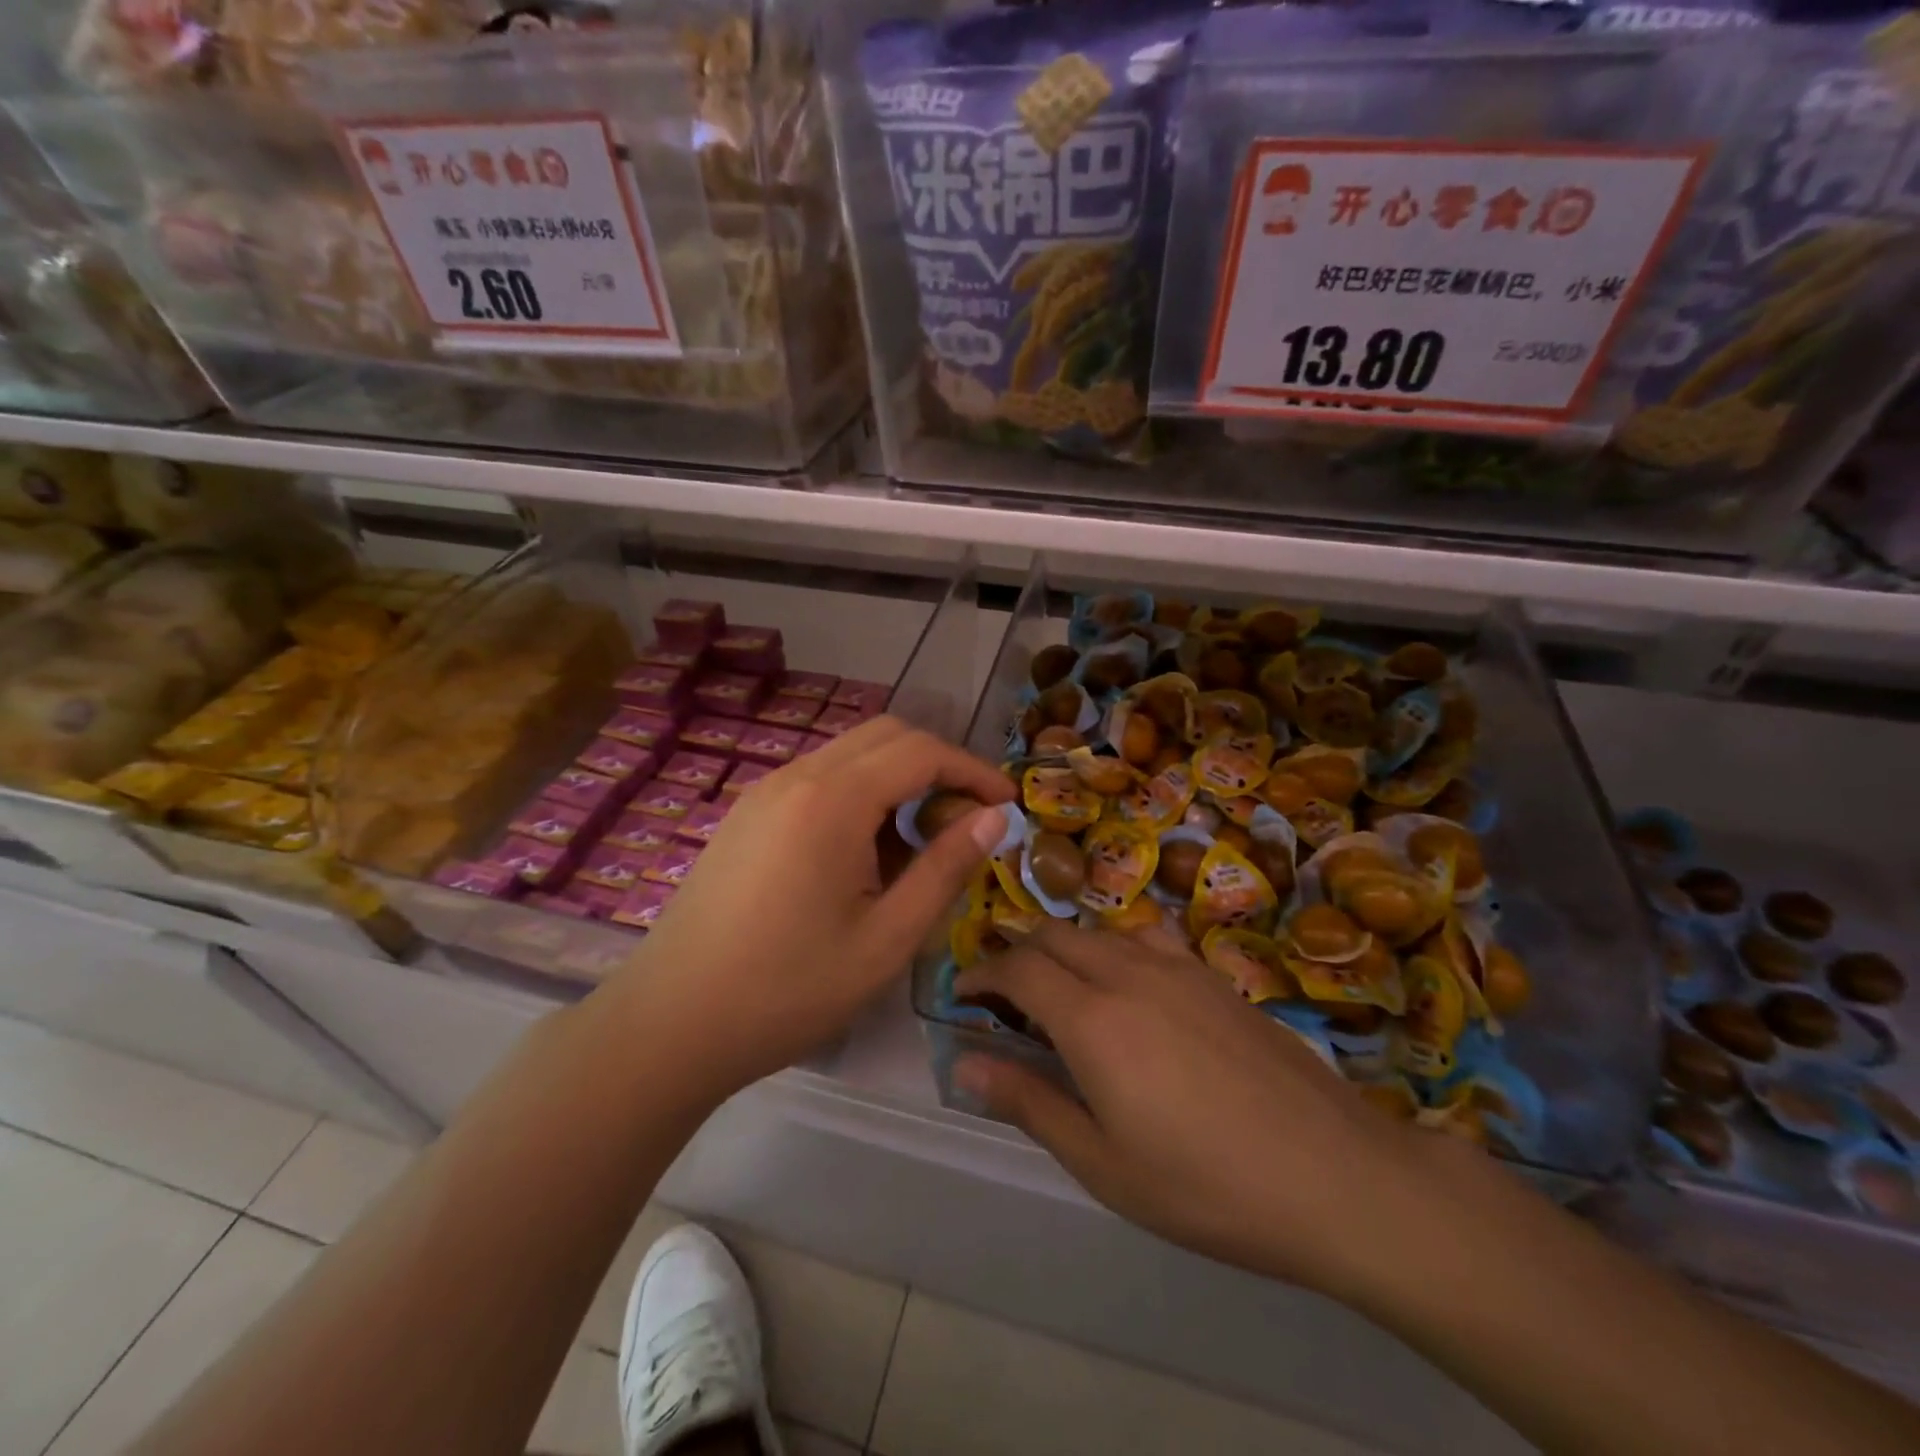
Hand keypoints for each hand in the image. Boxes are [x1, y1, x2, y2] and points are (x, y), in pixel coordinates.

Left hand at [617, 716, 1014, 1100]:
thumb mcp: (886, 939)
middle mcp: (796, 776)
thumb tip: (993, 819)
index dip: (973, 771)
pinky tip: (864, 853)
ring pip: (850, 754)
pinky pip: (819, 779)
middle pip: (886, 735)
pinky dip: (860, 793)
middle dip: (938, 764)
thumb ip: (945, 869)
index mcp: (832, 800)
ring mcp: (764, 791)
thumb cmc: (787, 990)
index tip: (1006, 806)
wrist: (669, 1023)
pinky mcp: (747, 814)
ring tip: (920, 842)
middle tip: (967, 819)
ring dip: (898, 778)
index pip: (921, 752)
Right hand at [953, 924, 1441, 1297]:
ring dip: (1065, 948)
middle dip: (1018, 953)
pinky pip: (1146, 939)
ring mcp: (1178, 968)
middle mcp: (1129, 974)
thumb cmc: (1206, 1185)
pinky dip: (1113, 949)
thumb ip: (1030, 1103)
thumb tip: (965, 1066)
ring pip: (1100, 932)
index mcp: (1093, 1019)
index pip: (1019, 969)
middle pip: (1055, 936)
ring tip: (1061, 991)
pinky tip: (1130, 989)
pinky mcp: (1214, 976)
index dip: (982, 974)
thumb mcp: (1103, 1164)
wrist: (1334, 1174)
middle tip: (1004, 996)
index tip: (961, 994)